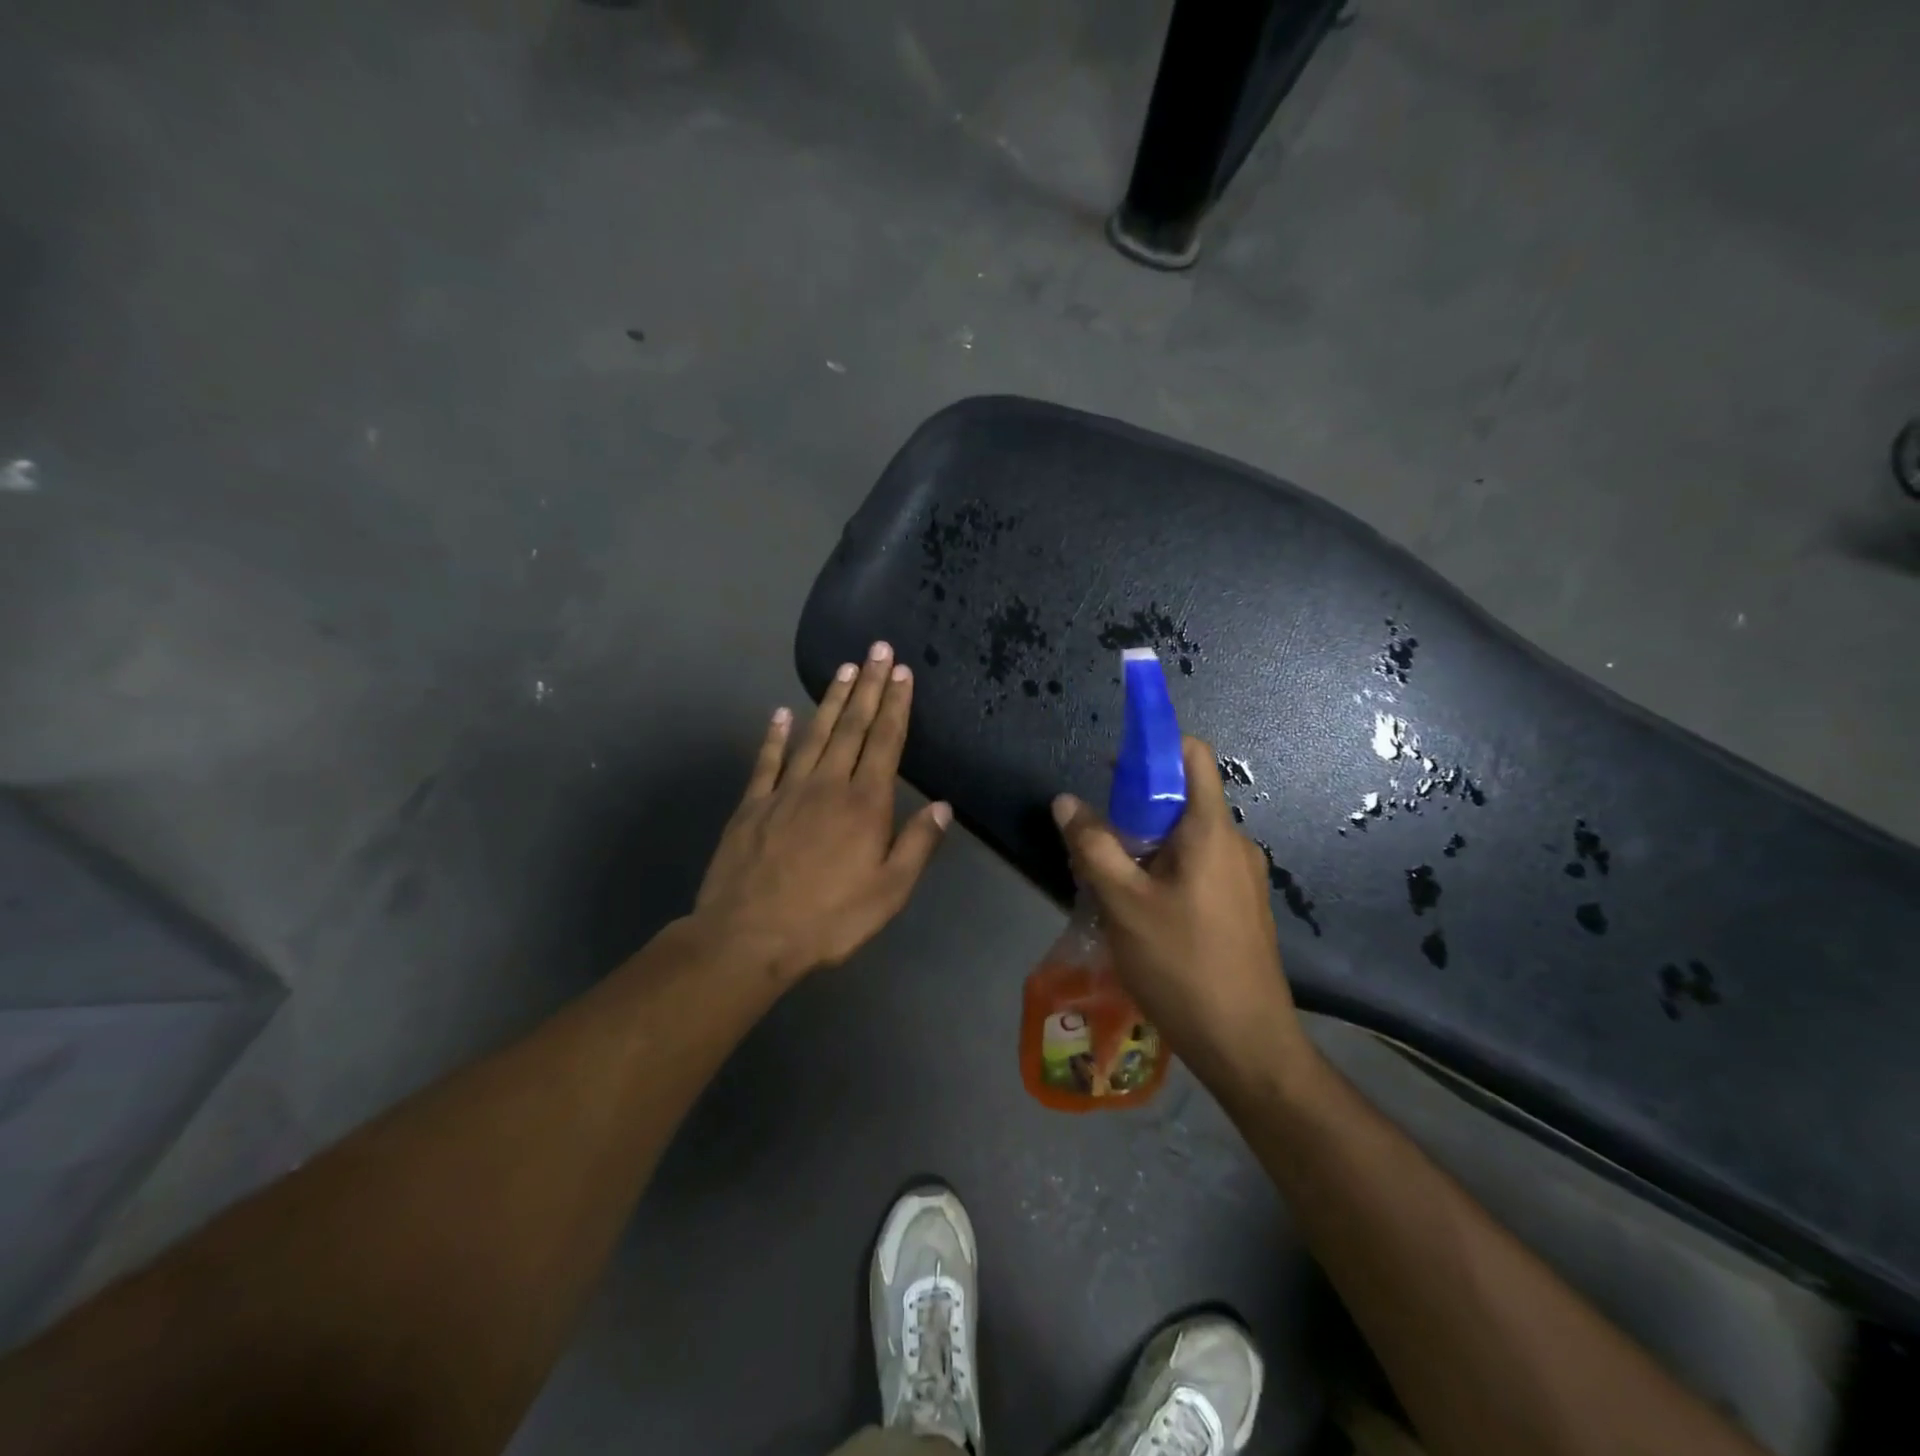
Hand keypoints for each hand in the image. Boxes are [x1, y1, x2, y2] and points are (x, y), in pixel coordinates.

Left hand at [693, 641, 950, 983]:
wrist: (749, 937)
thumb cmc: (829, 919)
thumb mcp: (889, 892)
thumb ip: (917, 845)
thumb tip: (943, 806)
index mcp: (864, 804)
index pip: (885, 742)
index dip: (895, 705)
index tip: (902, 672)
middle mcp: (827, 784)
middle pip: (852, 726)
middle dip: (868, 685)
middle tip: (877, 649)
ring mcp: (786, 790)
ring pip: (813, 733)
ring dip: (831, 699)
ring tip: (844, 668)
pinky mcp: (753, 804)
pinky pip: (767, 760)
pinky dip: (774, 734)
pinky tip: (780, 713)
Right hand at [1051, 736, 1311, 1086]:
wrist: (1246, 1046)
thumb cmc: (1183, 965)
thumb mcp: (1123, 903)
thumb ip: (1093, 846)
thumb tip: (1066, 801)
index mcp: (1211, 830)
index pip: (1192, 755)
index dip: (1153, 746)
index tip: (1112, 765)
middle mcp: (1233, 844)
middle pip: (1181, 798)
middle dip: (1133, 808)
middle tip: (1094, 839)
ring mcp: (1240, 878)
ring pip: (1184, 839)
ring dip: (1142, 846)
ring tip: (1105, 881)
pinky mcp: (1239, 907)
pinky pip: (1195, 868)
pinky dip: (1161, 871)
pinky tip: (1134, 910)